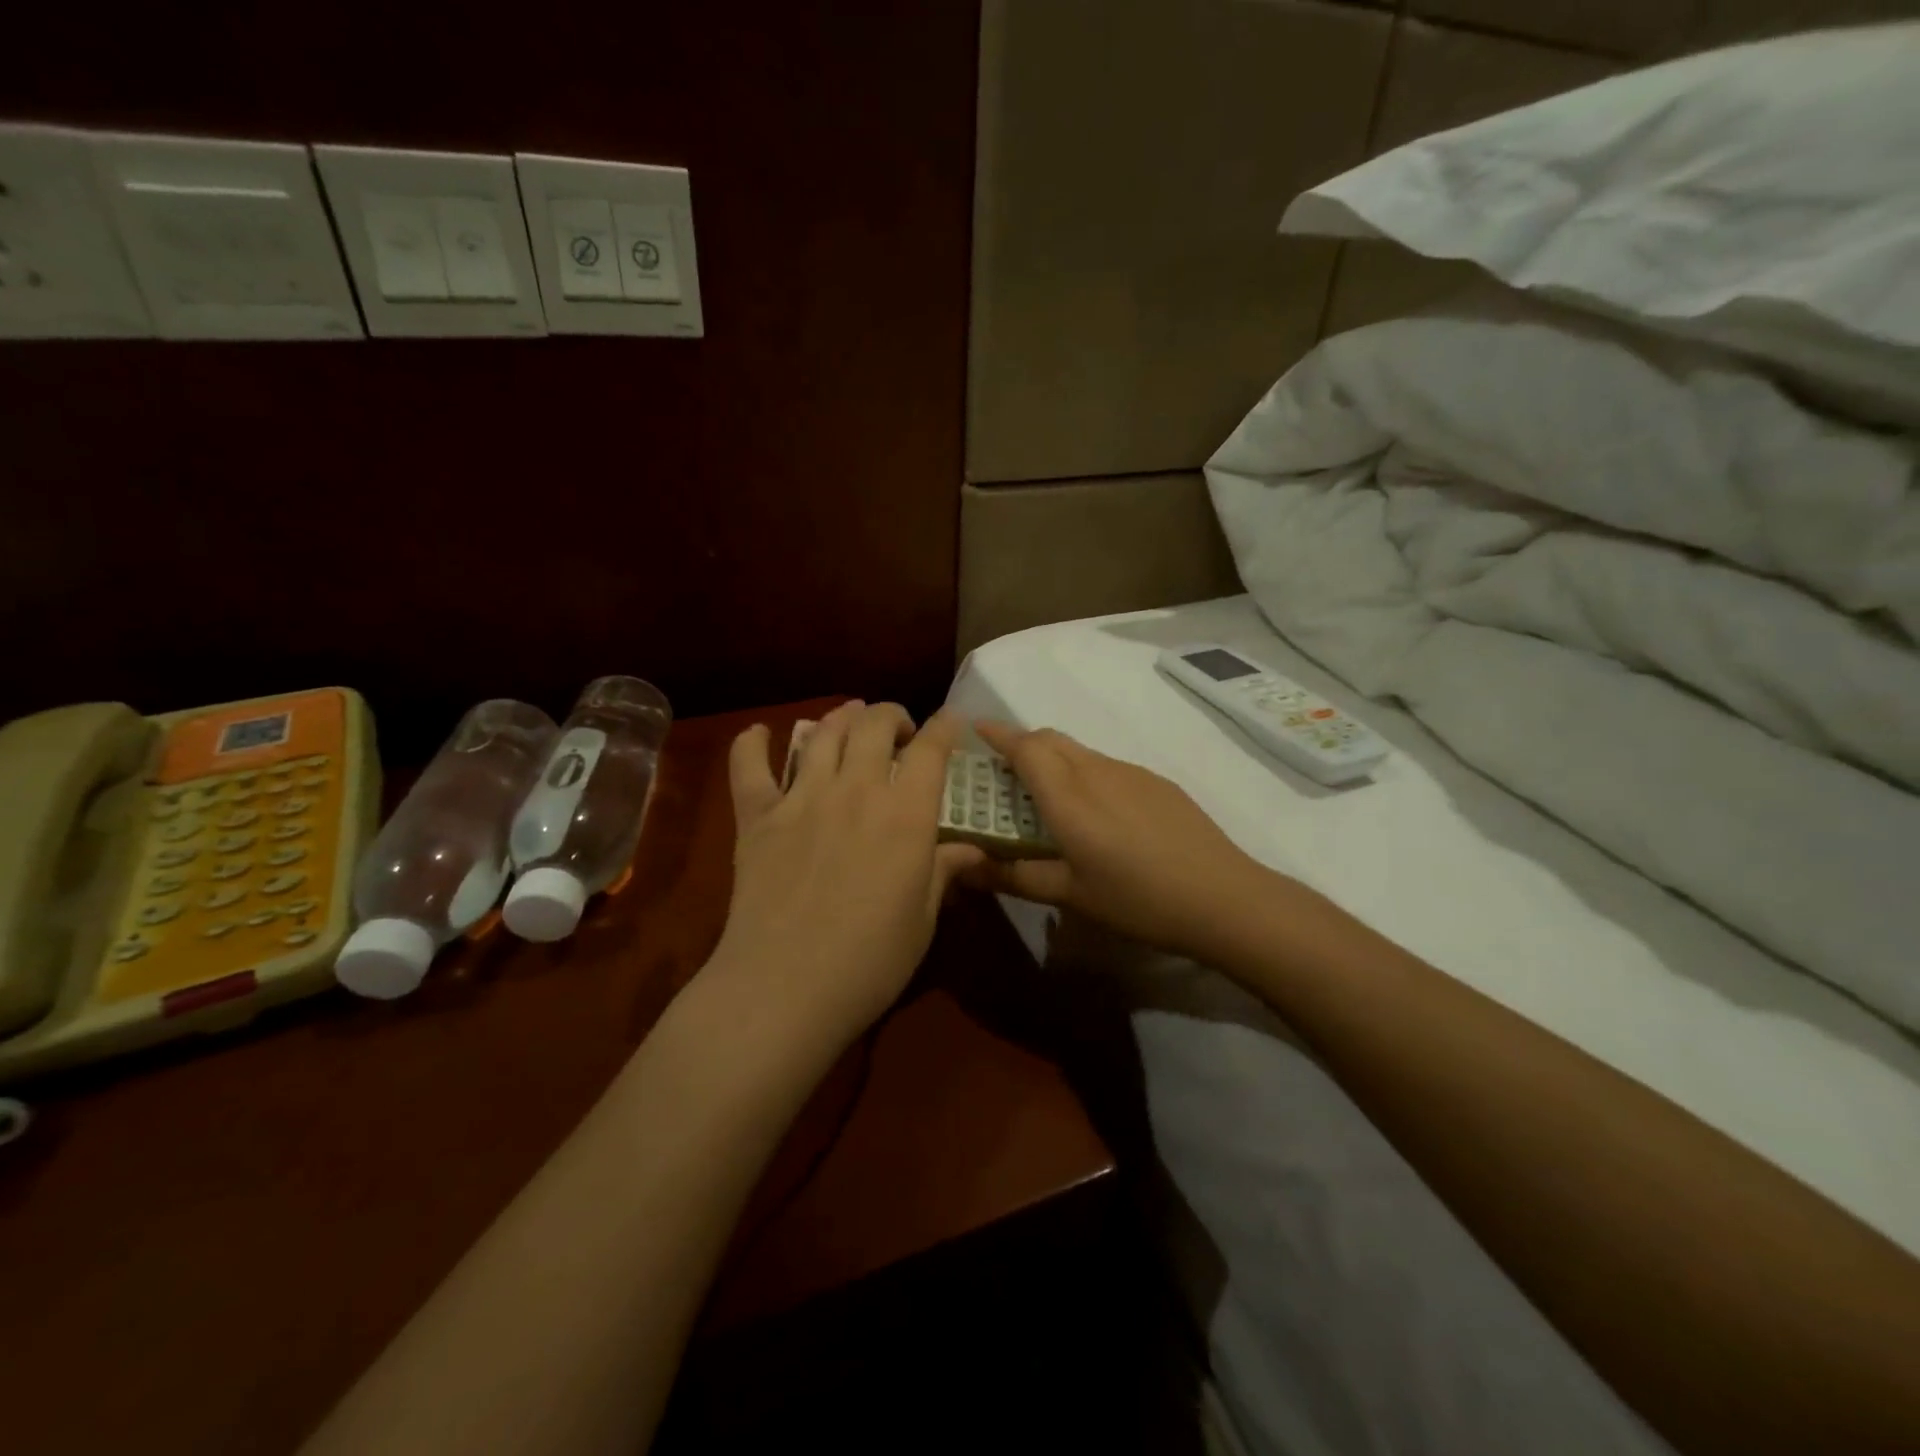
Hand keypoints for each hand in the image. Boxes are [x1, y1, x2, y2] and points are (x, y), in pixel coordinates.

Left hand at [712, 702, 986, 1048]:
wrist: (785, 987)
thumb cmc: (870, 961)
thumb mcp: (923, 919)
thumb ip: (945, 872)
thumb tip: (973, 849)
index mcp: (905, 814)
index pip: (932, 749)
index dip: (945, 726)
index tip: (952, 720)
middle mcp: (856, 790)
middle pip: (874, 725)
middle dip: (892, 715)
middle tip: (899, 731)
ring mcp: (801, 798)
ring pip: (821, 733)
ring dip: (840, 718)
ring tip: (849, 720)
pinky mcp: (757, 817)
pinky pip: (749, 767)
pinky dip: (751, 743)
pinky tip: (759, 734)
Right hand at [966, 722, 1269, 961]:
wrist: (1223, 897)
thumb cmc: (1137, 899)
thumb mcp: (1069, 894)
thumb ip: (1013, 875)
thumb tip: (963, 867)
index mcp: (1068, 795)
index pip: (1025, 746)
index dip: (998, 734)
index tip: (976, 730)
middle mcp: (1096, 771)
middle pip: (1050, 739)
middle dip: (1022, 744)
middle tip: (1004, 774)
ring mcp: (1131, 772)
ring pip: (1080, 751)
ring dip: (1054, 760)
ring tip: (1048, 799)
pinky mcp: (1157, 782)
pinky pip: (1107, 765)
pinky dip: (1085, 774)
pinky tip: (1099, 815)